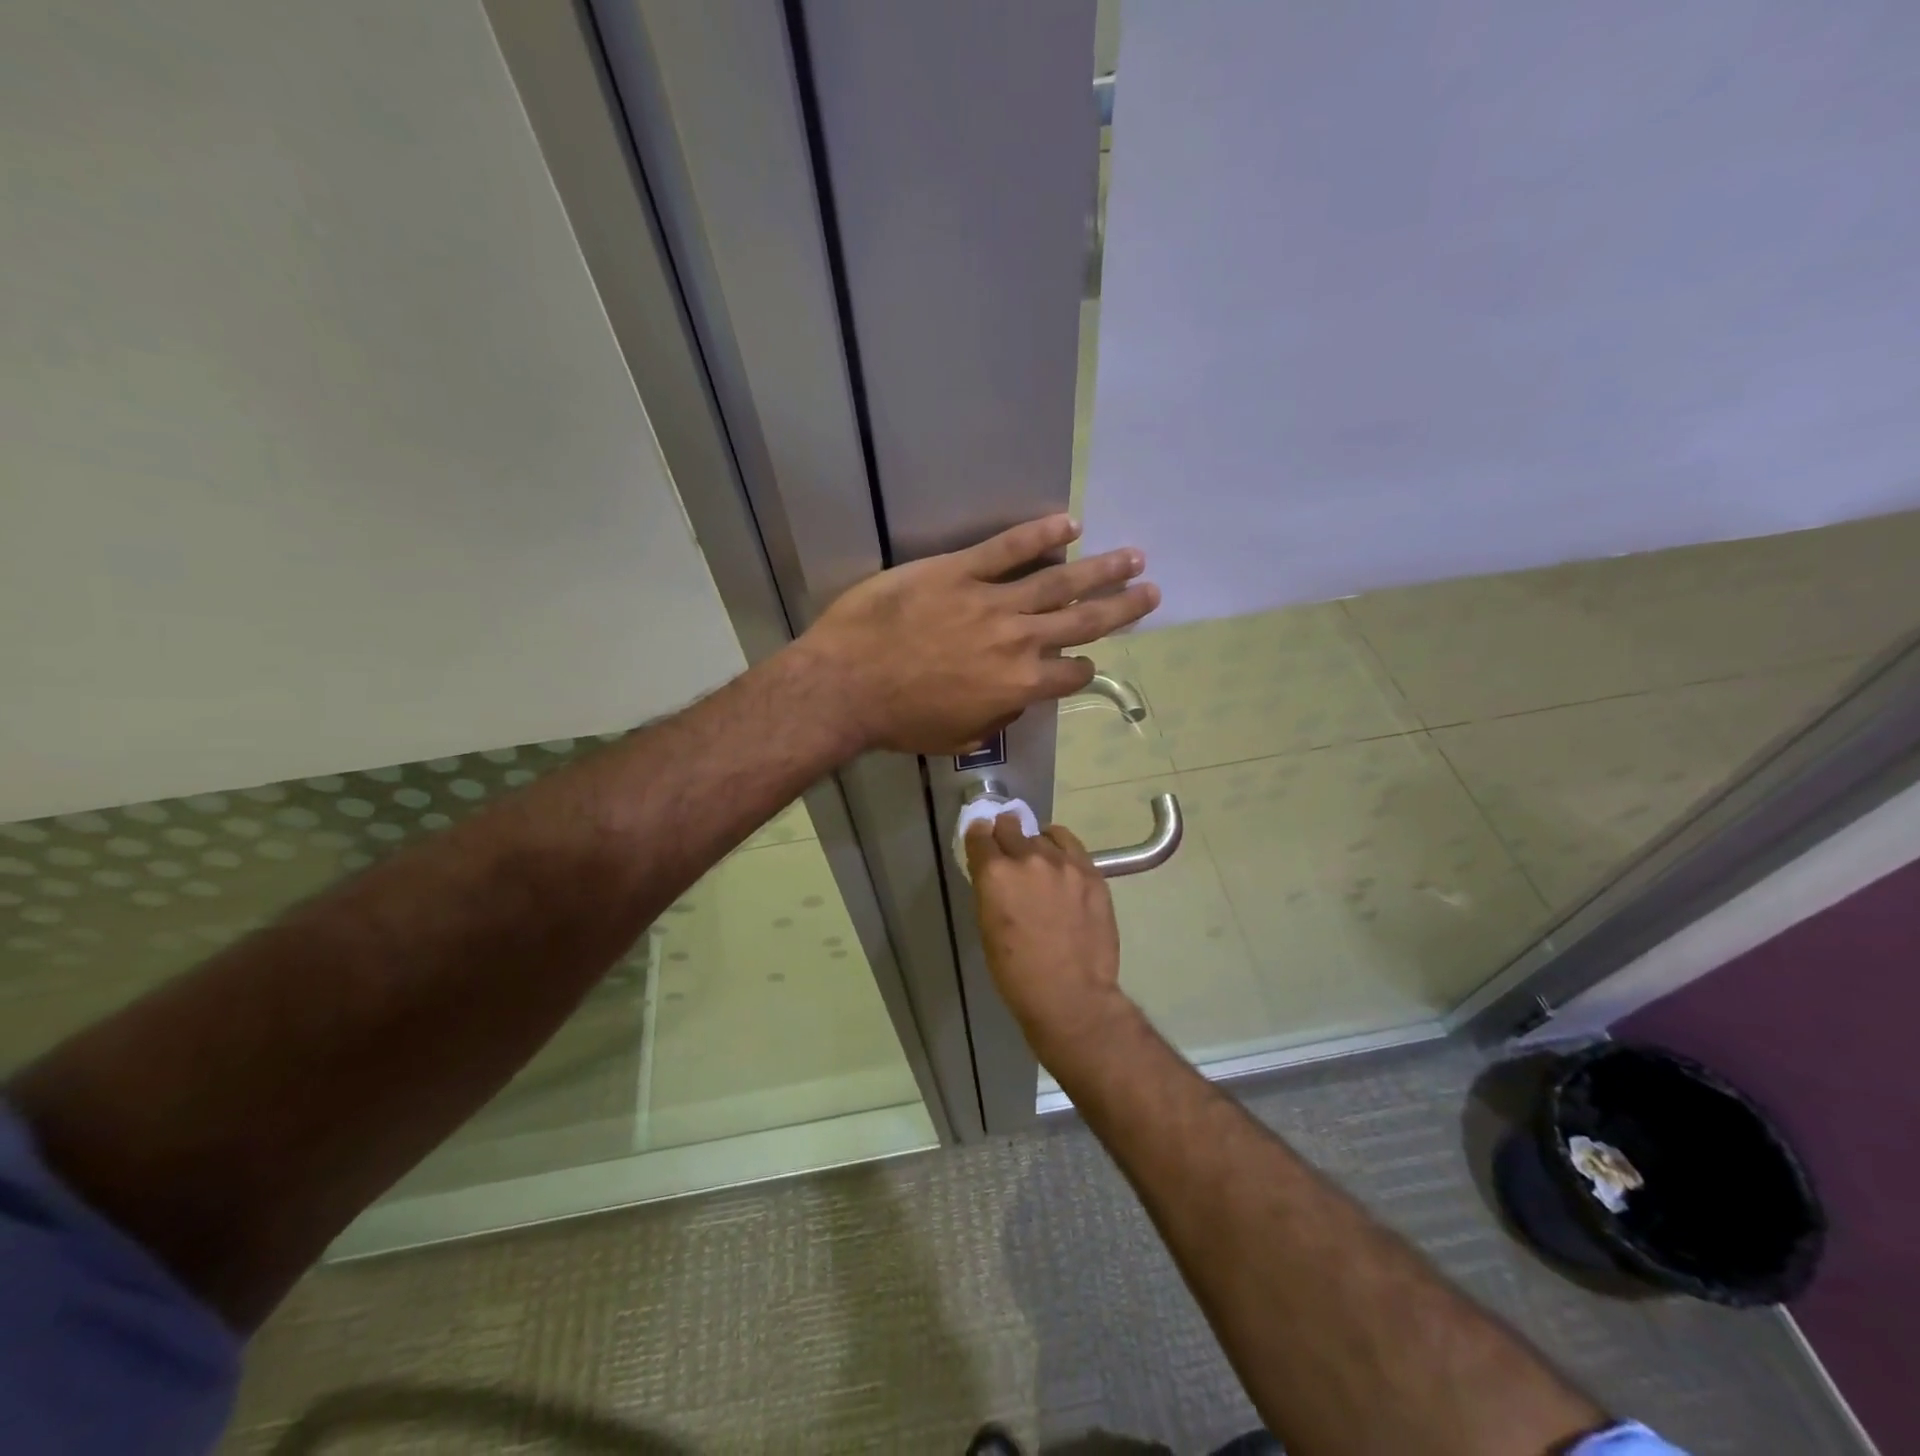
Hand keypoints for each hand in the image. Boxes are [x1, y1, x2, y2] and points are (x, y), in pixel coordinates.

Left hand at [797, 514, 1158, 754]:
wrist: (846, 686)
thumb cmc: (899, 721)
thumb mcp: (958, 735)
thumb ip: (997, 716)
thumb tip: (1015, 698)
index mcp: (1019, 684)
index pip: (1071, 672)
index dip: (1084, 667)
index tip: (1088, 660)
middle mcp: (1018, 640)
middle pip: (1083, 620)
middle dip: (1121, 606)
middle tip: (1151, 591)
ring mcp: (991, 601)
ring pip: (1058, 581)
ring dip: (1100, 569)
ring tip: (1132, 556)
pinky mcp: (958, 571)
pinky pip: (1007, 548)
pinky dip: (1040, 535)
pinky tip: (1070, 524)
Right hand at [965, 813, 1138, 1060]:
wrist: (1071, 995)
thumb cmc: (1017, 972)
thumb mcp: (987, 927)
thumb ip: (990, 890)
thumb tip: (994, 872)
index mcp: (995, 873)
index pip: (980, 835)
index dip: (979, 836)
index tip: (981, 839)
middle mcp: (1028, 857)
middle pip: (1010, 826)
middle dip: (1004, 833)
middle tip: (1006, 845)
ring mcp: (1064, 863)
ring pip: (1042, 835)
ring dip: (1034, 843)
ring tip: (1037, 858)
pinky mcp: (1091, 872)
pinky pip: (1071, 845)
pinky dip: (1060, 847)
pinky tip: (1060, 859)